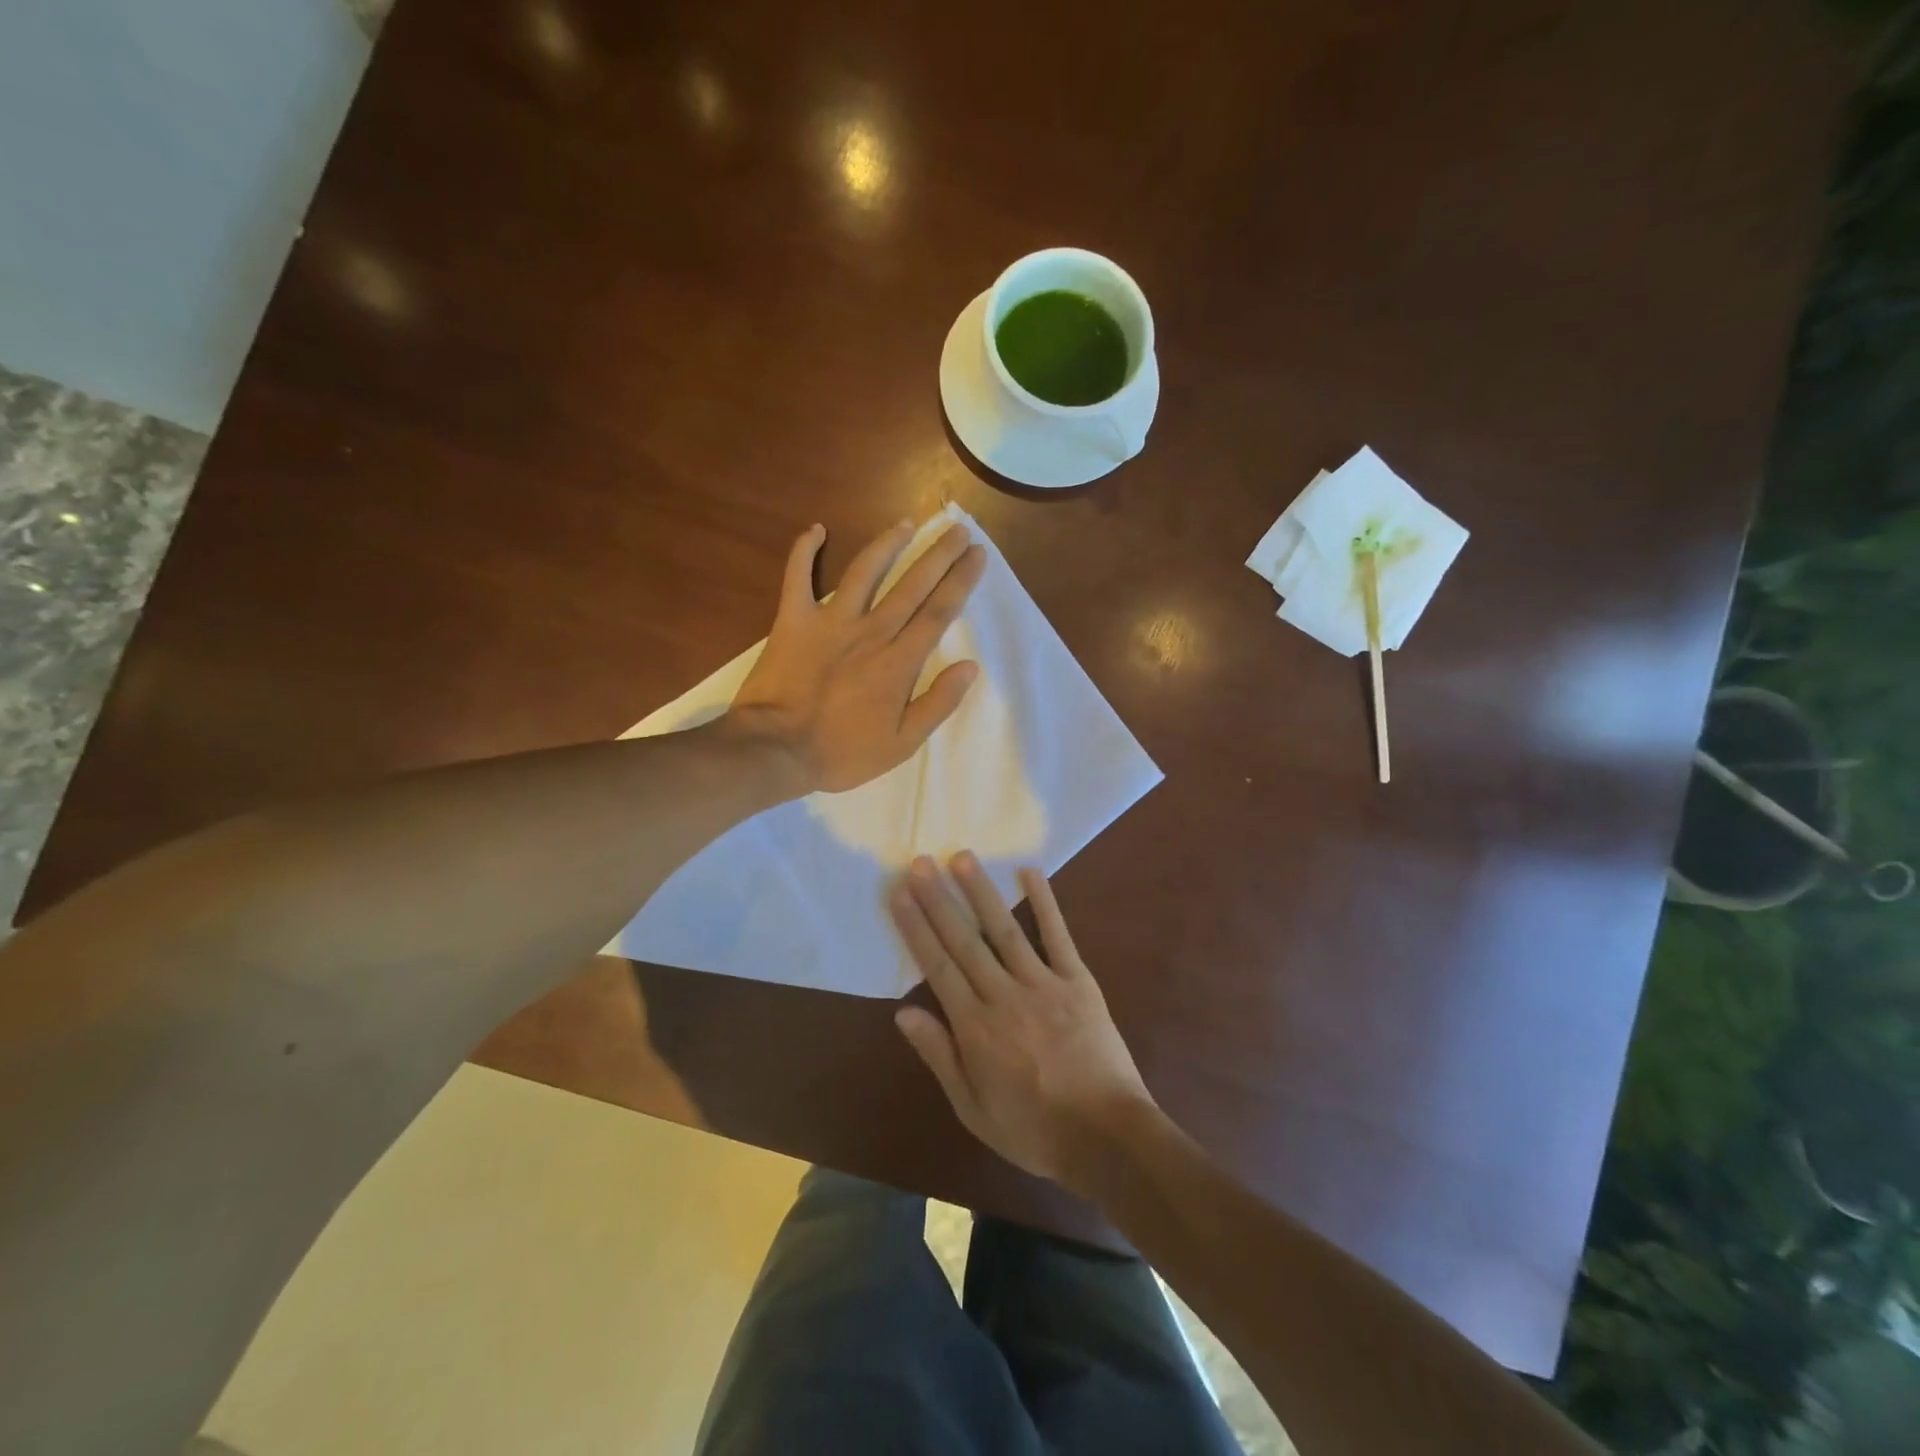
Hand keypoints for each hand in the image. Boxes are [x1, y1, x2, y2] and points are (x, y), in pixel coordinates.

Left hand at [728, 519, 986, 794]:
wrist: (776, 750)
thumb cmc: (842, 752)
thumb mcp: (902, 744)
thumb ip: (938, 703)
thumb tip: (970, 666)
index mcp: (899, 661)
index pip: (939, 612)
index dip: (961, 581)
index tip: (977, 554)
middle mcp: (871, 631)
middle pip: (912, 584)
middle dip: (938, 555)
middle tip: (958, 529)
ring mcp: (830, 621)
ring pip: (865, 571)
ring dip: (888, 544)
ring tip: (908, 524)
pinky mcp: (793, 620)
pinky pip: (797, 577)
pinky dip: (804, 551)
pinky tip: (816, 529)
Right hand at [889, 852, 1155, 1189]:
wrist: (1106, 1137)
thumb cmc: (1033, 1129)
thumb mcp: (972, 1108)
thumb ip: (939, 1056)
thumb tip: (903, 1012)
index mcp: (976, 1028)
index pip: (937, 967)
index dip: (916, 927)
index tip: (899, 894)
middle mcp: (1004, 996)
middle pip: (965, 940)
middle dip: (939, 900)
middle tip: (920, 862)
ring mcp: (1044, 984)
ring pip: (1005, 930)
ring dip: (981, 892)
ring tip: (962, 858)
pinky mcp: (1079, 982)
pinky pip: (1058, 936)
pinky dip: (1045, 902)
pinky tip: (1029, 872)